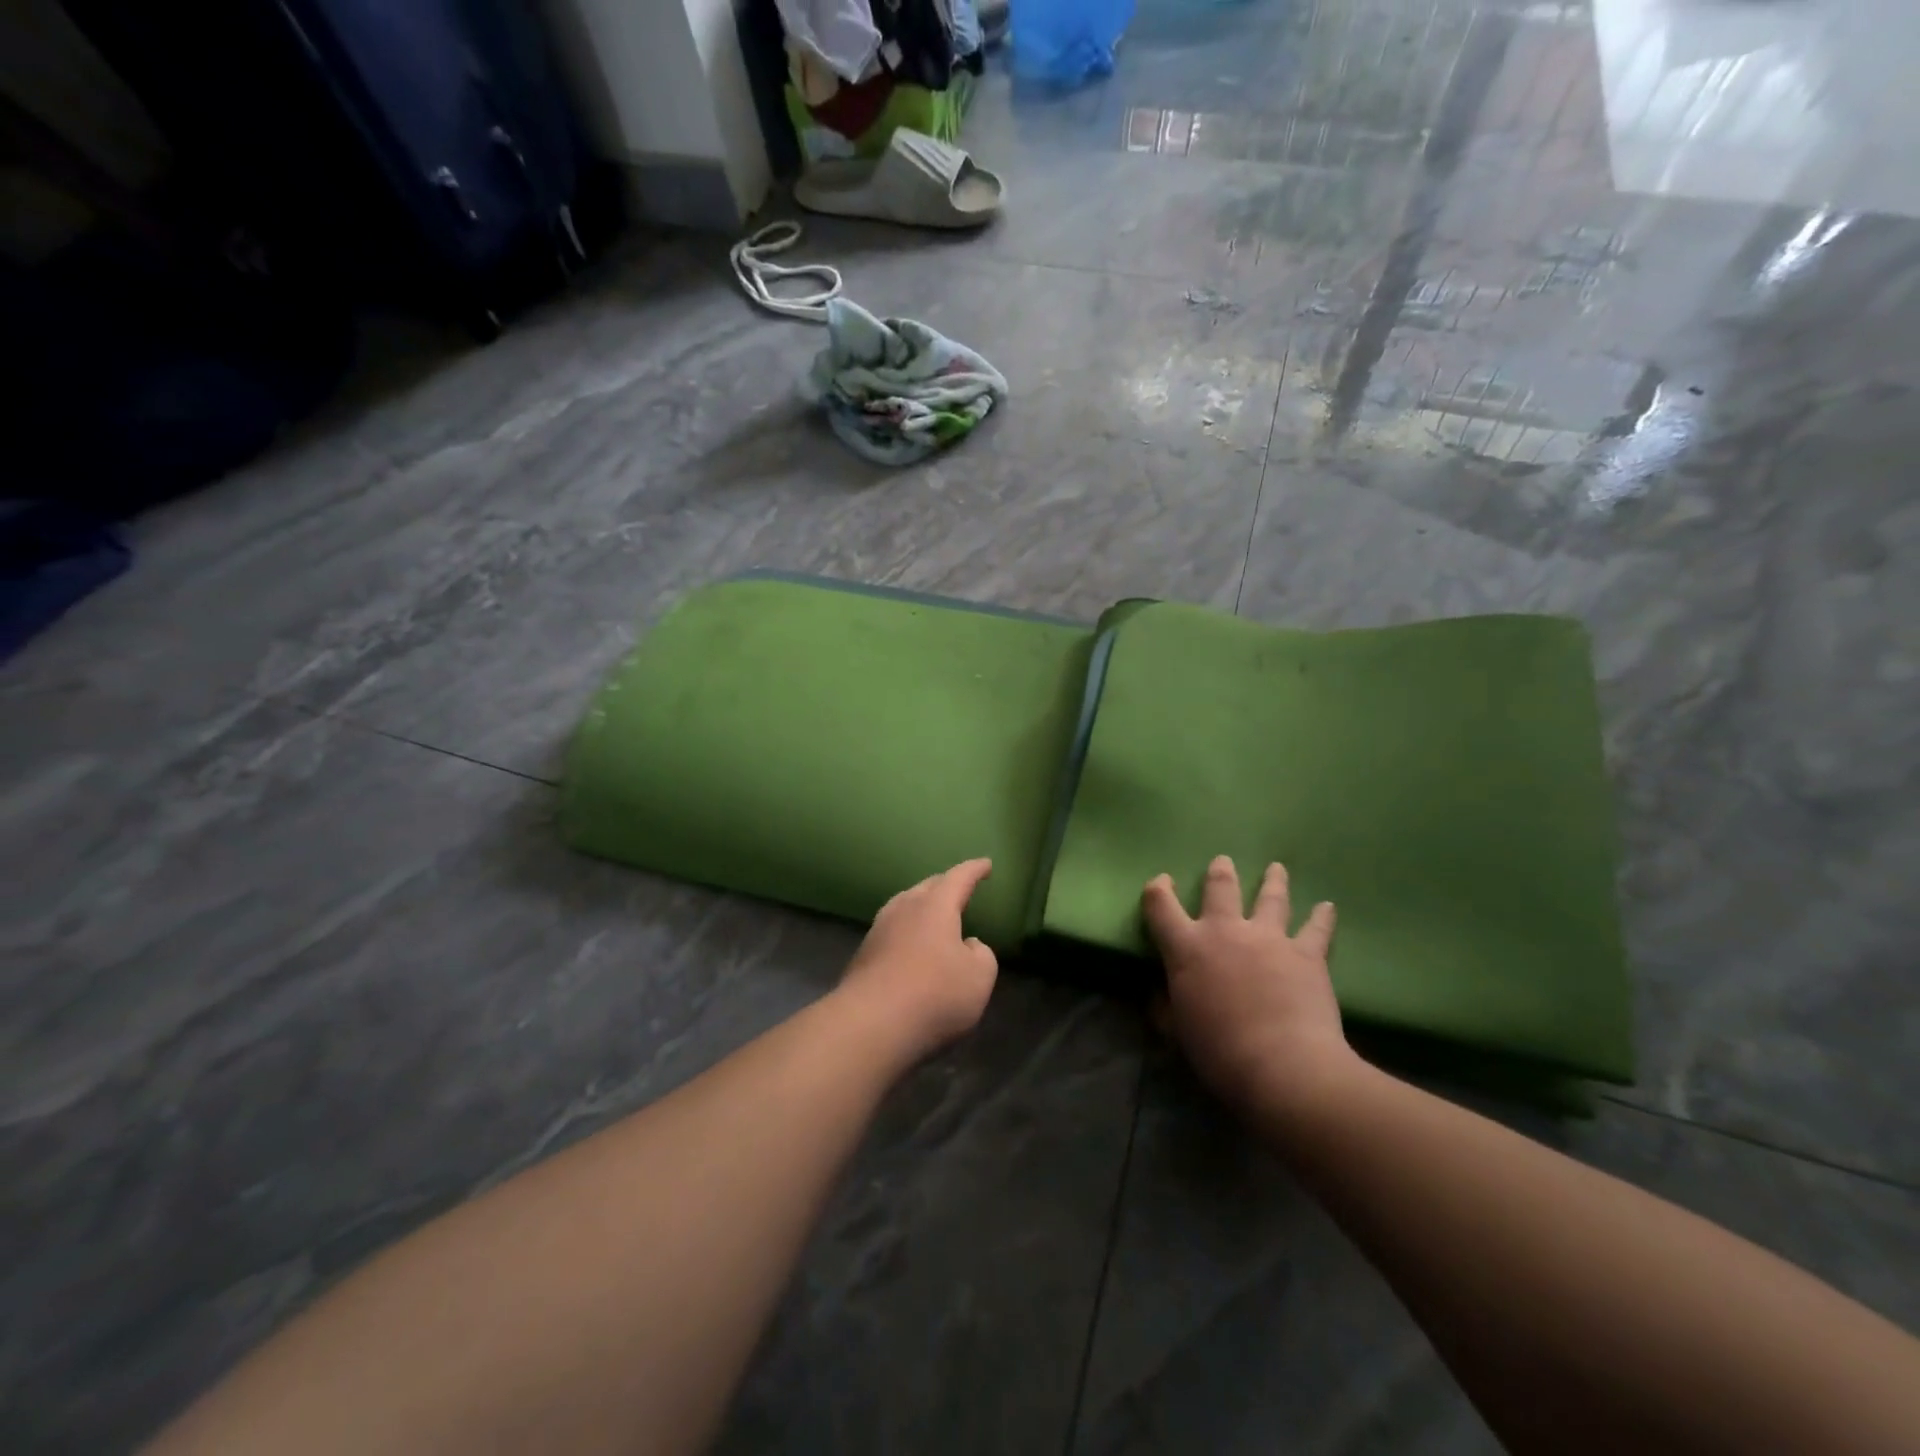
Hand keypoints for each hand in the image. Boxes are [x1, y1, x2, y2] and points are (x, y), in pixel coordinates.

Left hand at [838, 859, 999, 1063]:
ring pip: (904, 907)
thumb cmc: (935, 994)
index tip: (986, 864)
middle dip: (945, 885)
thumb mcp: (979, 977)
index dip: (974, 870)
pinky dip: (906, 933)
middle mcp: (904, 909)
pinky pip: (891, 932)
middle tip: (959, 888)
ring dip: (921, 907)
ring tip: (932, 913)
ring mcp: (879, 930)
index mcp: (935, 906)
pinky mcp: (863, 955)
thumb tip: (968, 945)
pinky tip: (910, 948)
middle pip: (927, 888)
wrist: (871, 1024)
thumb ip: (981, 954)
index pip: (958, 878)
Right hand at [1143, 856, 1356, 1116]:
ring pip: (1270, 897)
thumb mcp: (1177, 1031)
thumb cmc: (1219, 1051)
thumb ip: (1166, 1007)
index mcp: (1186, 948)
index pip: (1161, 905)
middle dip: (1220, 872)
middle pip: (1220, 888)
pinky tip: (1328, 906)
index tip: (1162, 883)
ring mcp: (1269, 938)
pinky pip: (1316, 928)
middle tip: (1223, 862)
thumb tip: (1160, 995)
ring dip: (1273, 881)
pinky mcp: (1307, 953)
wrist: (1283, 1067)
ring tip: (1276, 868)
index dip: (1158, 890)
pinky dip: (1323, 916)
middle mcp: (1225, 931)